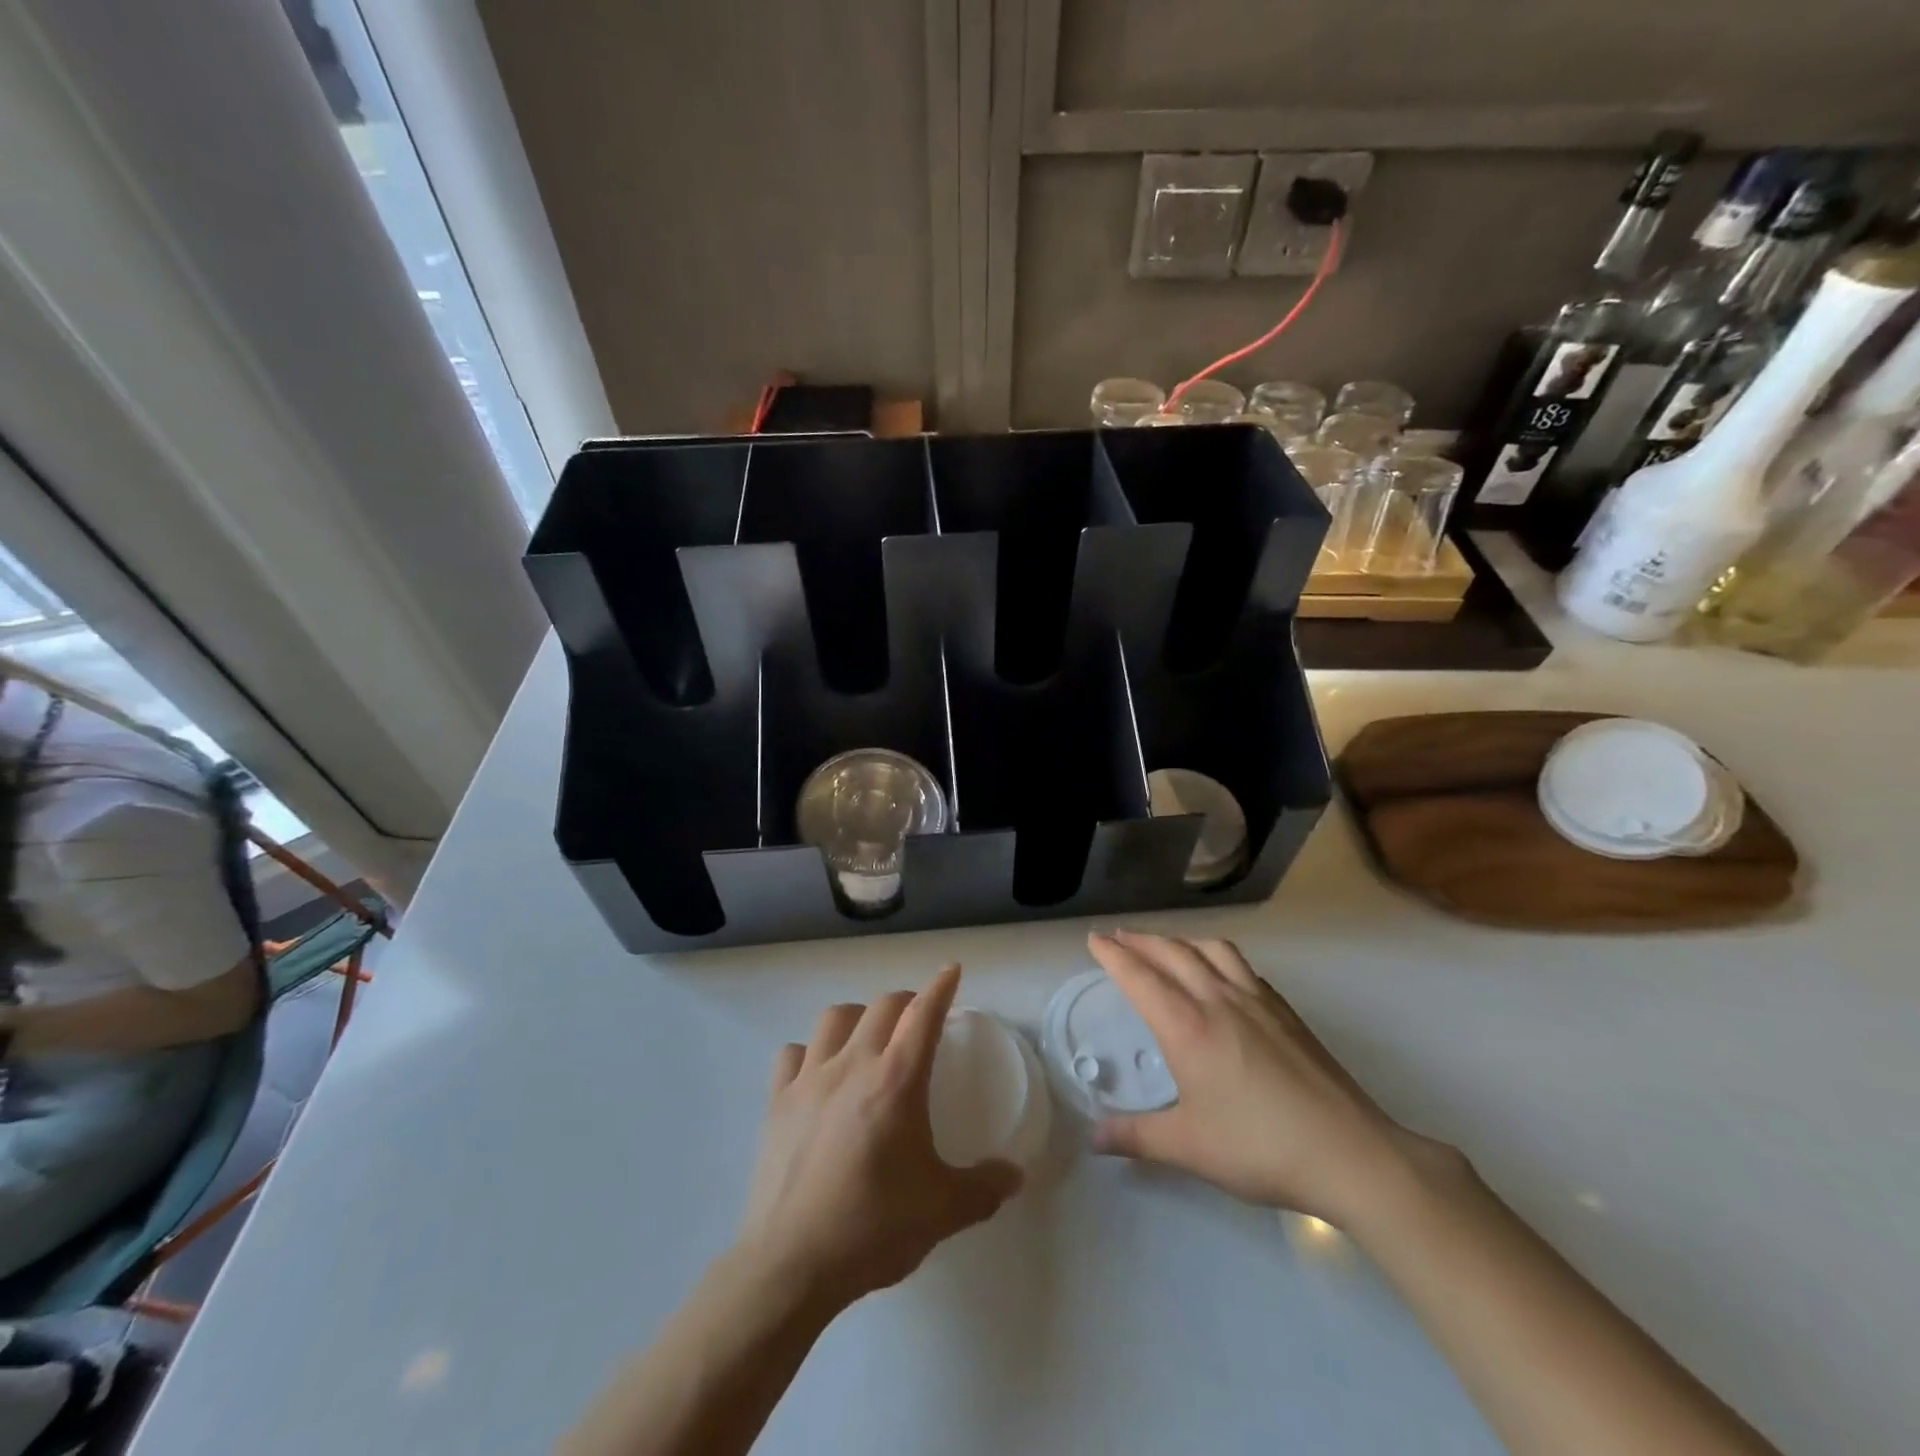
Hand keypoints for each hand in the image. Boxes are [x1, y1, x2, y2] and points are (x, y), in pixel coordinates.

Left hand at [735, 964, 1022, 1310]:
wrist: (791, 1264)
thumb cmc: (872, 1229)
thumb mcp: (941, 1211)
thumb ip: (983, 1188)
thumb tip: (1016, 1175)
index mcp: (896, 1080)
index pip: (923, 1014)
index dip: (941, 987)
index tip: (951, 970)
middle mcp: (853, 1065)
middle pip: (882, 1006)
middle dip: (906, 1000)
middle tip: (918, 1017)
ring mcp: (809, 1079)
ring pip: (834, 1018)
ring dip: (858, 1016)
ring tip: (868, 1036)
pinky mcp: (777, 1101)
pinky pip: (793, 1053)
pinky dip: (810, 1051)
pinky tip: (818, 1072)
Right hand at [1087, 931, 1453, 1228]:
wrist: (1350, 1153)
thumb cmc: (1261, 1148)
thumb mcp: (1189, 1147)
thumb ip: (1137, 1136)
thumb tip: (1094, 1136)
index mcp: (1188, 1026)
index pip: (1140, 976)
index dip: (1113, 955)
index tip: (1094, 940)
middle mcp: (1218, 999)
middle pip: (1172, 952)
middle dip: (1140, 940)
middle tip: (1118, 937)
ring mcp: (1257, 1000)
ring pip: (1210, 949)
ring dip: (1180, 940)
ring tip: (1166, 946)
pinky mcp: (1285, 1010)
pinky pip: (1241, 965)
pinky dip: (1217, 955)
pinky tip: (1220, 973)